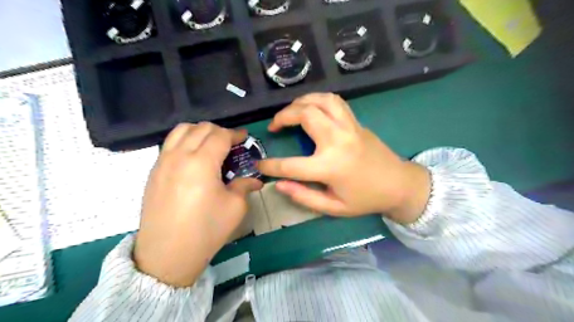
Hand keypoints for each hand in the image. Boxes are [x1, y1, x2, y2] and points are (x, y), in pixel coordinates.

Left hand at [134, 122, 261, 285]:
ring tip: (210, 144)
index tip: (244, 138)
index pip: (220, 135)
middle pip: (200, 128)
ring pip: (181, 130)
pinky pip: (170, 144)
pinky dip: (184, 140)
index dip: (235, 134)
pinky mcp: (153, 171)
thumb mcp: (235, 207)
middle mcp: (179, 155)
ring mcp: (162, 162)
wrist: (167, 254)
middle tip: (230, 143)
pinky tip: (193, 157)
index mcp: (201, 162)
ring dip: (199, 131)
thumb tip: (255, 180)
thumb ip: (244, 186)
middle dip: (219, 131)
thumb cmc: (206, 229)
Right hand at [258, 93, 427, 222]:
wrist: (399, 184)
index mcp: (330, 167)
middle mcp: (338, 141)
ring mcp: (349, 127)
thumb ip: (304, 196)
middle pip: (304, 115)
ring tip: (290, 112)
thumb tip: (278, 184)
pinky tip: (311, 107)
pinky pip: (335, 101)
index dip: (270, 166)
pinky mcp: (356, 122)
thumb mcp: (334, 208)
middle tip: (274, 126)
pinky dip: (318, 99)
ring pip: (320, 100)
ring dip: (300, 102)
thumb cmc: (366, 199)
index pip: (290, 165)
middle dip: (282, 117)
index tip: (259, 165)